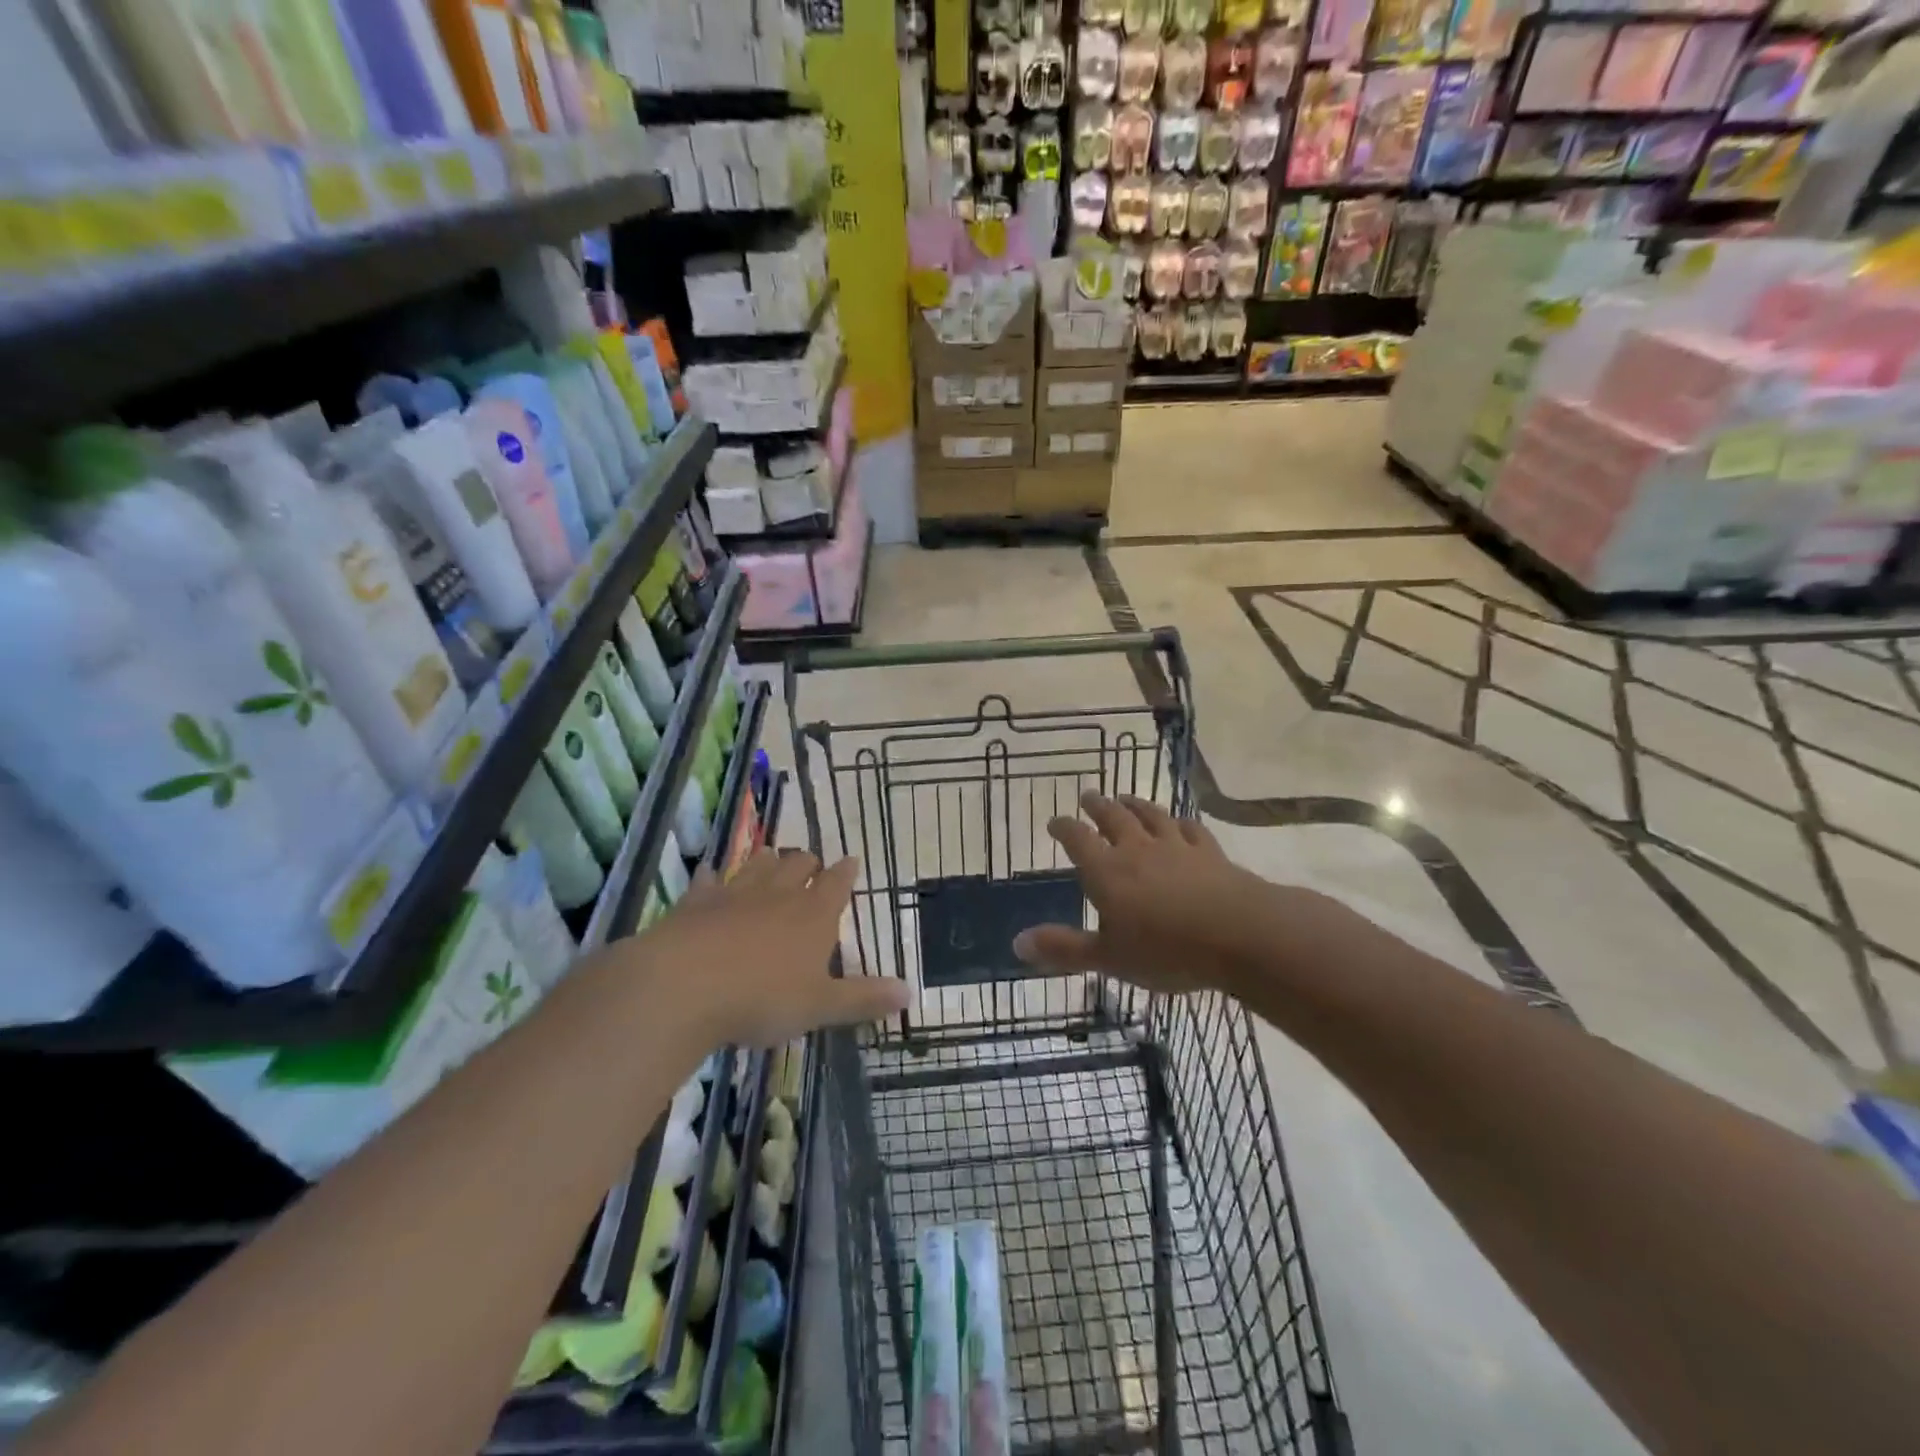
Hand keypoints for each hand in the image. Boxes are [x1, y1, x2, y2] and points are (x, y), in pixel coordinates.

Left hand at [629, 848, 908, 1047]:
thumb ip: (863, 998)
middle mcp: (778, 894)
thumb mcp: (820, 1006)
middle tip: (811, 866)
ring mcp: (735, 893)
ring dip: (767, 861)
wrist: (685, 986)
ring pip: (757, 864)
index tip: (851, 861)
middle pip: (798, 864)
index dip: (845, 872)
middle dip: (808, 863)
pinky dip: (714, 878)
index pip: (837, 883)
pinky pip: (709, 880)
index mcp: (813, 915)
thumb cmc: (763, 998)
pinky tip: (712, 877)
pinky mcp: (696, 902)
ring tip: (770, 860)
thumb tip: (910, 993)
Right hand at [1013, 793, 1274, 995]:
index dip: (1064, 828)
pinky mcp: (1209, 853)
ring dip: (1135, 805)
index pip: (1078, 840)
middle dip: (1097, 806)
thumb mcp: (1109, 957)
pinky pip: (1190, 829)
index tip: (1055, 822)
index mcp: (1107, 871)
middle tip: (1088, 795)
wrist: (1239, 934)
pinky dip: (1180, 822)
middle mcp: (1137, 850)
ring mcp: (1176, 847)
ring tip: (1125, 797)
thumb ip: (1064, 949)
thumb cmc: (1166, 950)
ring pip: (1150, 816)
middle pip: (1113, 818)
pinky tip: (1179, 822)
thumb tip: (1016, 942)